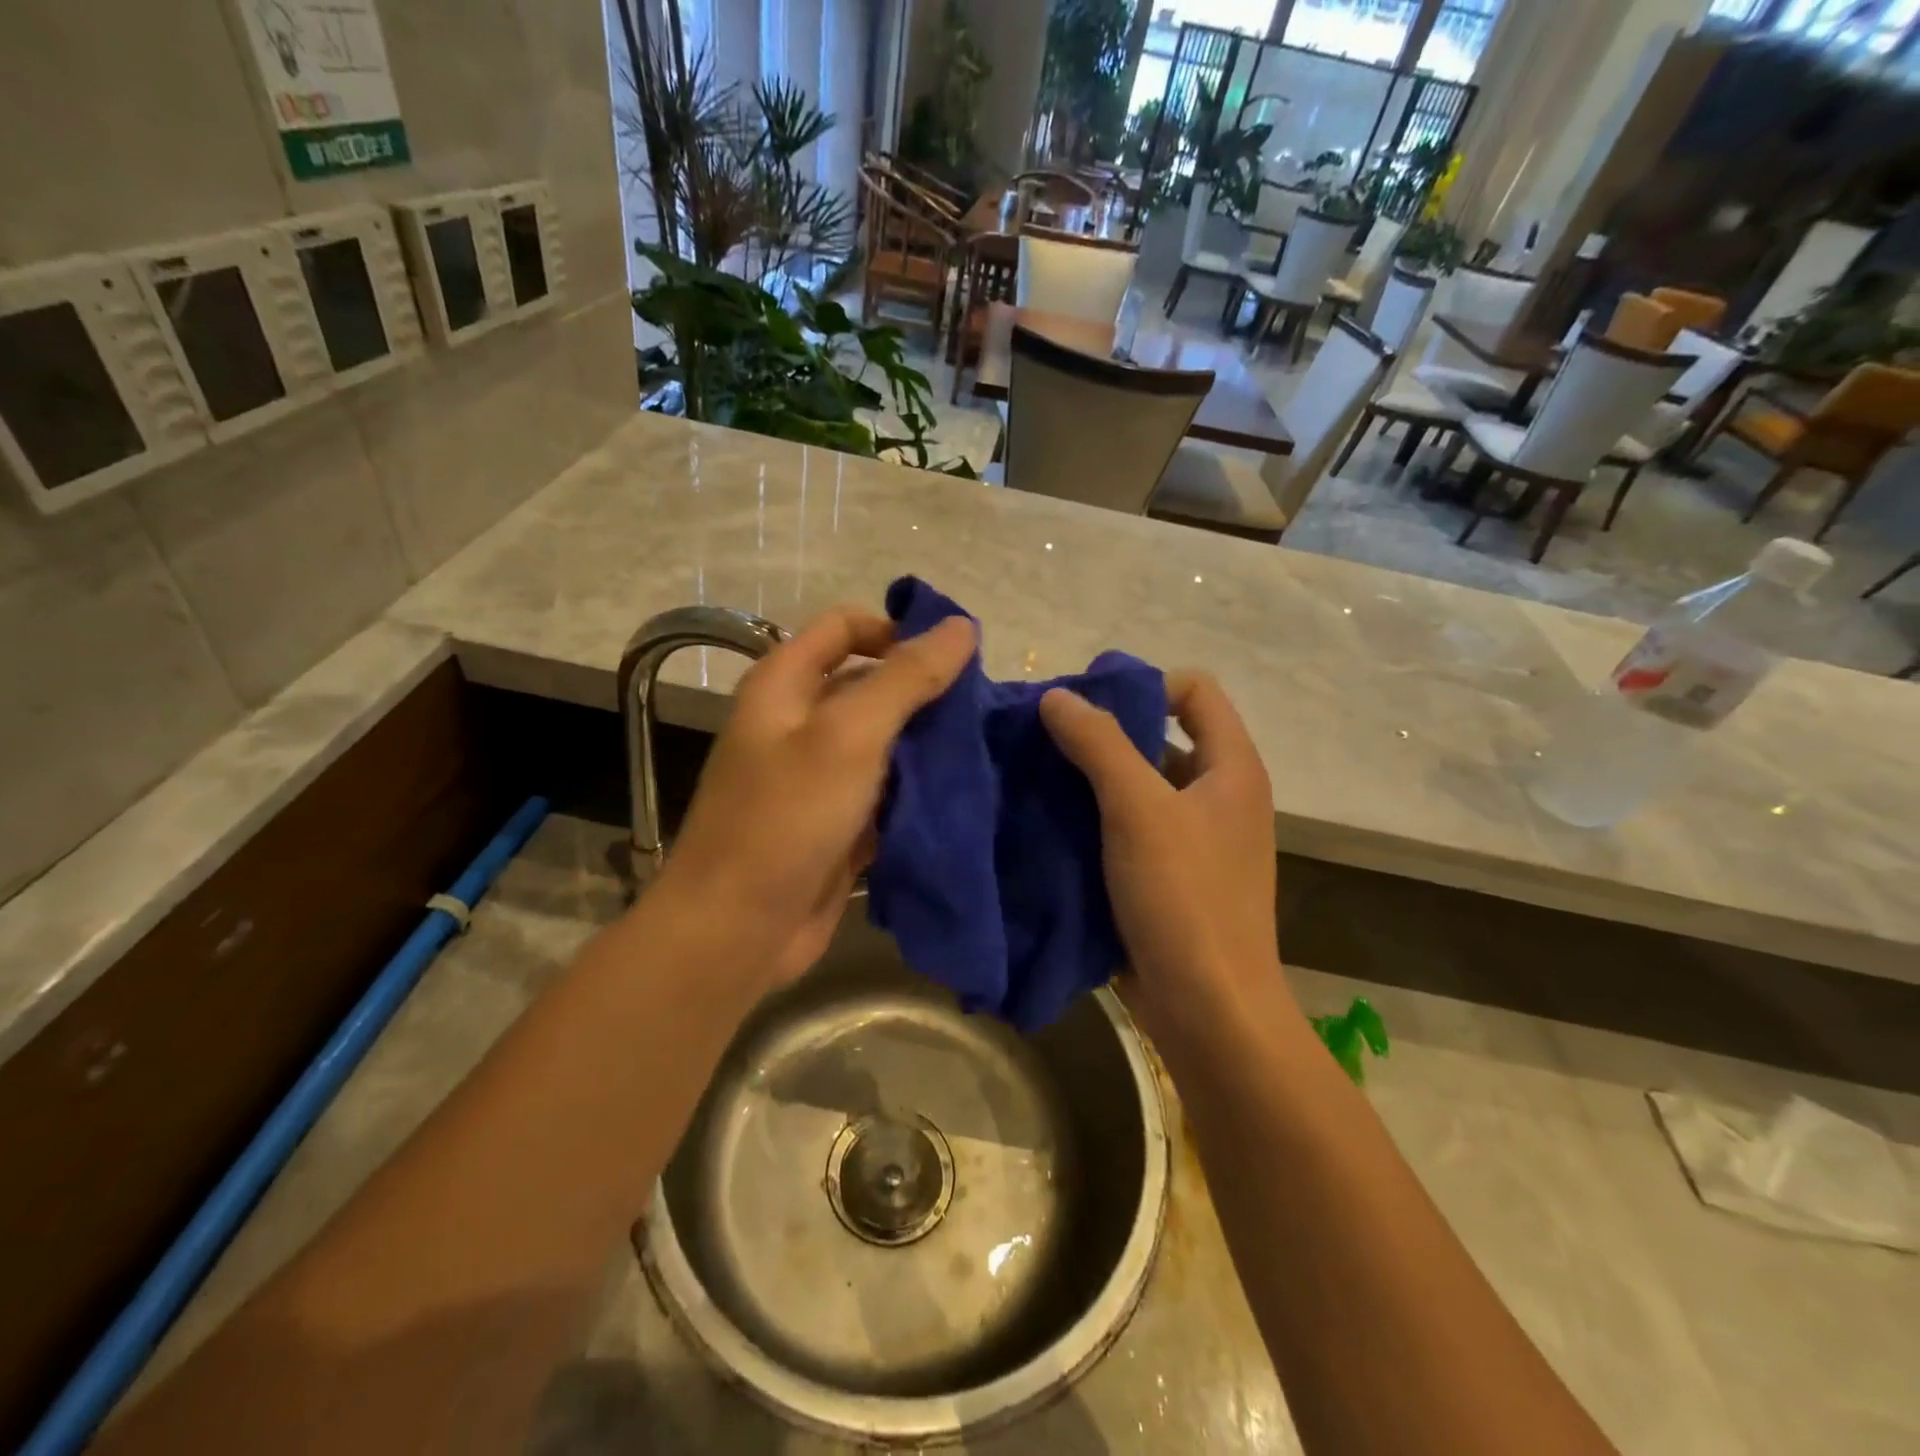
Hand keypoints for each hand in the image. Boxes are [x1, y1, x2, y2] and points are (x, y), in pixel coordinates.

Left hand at [656, 605, 975, 993]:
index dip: (897, 630)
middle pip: (870, 684)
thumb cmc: (787, 818)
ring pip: (884, 741)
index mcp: (785, 685)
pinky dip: (918, 789)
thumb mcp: (849, 736)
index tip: (955, 656)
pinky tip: (962, 793)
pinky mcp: (838, 822)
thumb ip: (906, 678)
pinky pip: (886, 791)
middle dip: (923, 691)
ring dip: (927, 743)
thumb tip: (961, 627)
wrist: (738, 930)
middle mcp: (799, 722)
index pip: (845, 627)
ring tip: (983, 749)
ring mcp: (818, 776)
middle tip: (980, 709)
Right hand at [1039, 671, 1290, 1043]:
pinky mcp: (1171, 877)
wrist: (1209, 1010)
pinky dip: (1096, 819)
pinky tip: (1052, 822)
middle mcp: (1220, 796)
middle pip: (1163, 736)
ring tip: (1037, 777)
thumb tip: (1057, 696)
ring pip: (1141, 786)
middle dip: (1106, 732)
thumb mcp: (1138, 810)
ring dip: (1094, 778)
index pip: (1195, 690)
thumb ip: (1098, 744)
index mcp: (1232, 768)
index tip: (1086, 703)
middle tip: (1046, 738)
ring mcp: (1197, 840)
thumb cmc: (1184, 898)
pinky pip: (1131, 828)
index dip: (1144, 684)